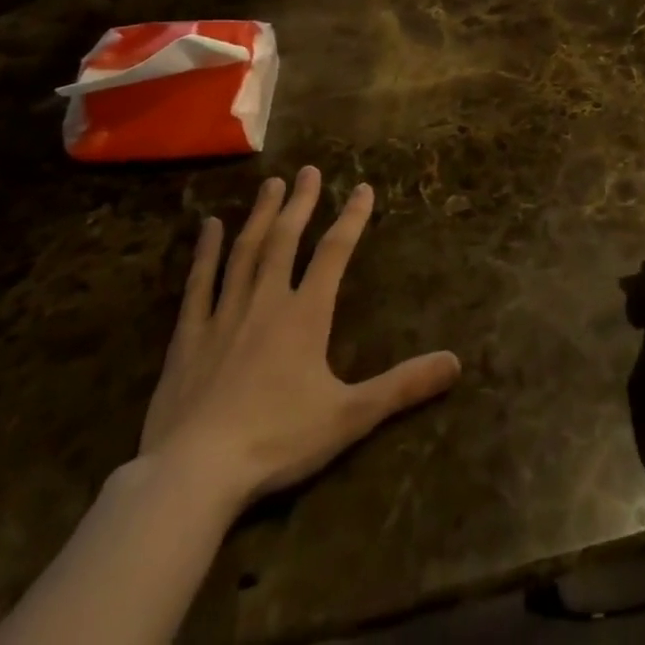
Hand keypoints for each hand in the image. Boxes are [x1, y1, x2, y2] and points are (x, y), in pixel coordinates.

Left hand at [139, 166, 460, 516]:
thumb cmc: (276, 441)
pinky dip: (205, 252)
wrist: (192, 475)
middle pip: (286, 239)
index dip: (351, 218)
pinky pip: (199, 284)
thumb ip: (402, 387)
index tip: (363, 188)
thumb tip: (456, 363)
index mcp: (305, 315)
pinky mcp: (188, 337)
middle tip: (308, 170)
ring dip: (260, 215)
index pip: (334, 252)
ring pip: (245, 252)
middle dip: (300, 202)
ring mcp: (224, 315)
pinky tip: (210, 227)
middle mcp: (266, 301)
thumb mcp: (349, 416)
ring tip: (270, 184)